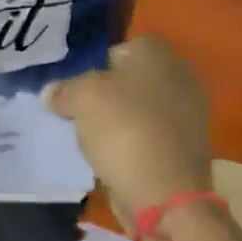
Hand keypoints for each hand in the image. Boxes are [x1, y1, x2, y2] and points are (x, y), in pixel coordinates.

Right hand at [48, 37, 213, 222]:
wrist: (165, 192)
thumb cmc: (123, 129)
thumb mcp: (81, 98)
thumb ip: (64, 90)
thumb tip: (52, 93)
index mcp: (158, 53)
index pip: (121, 48)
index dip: (96, 66)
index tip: (79, 90)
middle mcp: (180, 75)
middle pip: (131, 79)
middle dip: (108, 94)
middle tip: (82, 114)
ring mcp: (189, 113)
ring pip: (140, 109)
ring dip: (119, 121)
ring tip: (94, 140)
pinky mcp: (187, 146)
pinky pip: (150, 135)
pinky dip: (133, 144)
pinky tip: (115, 158)